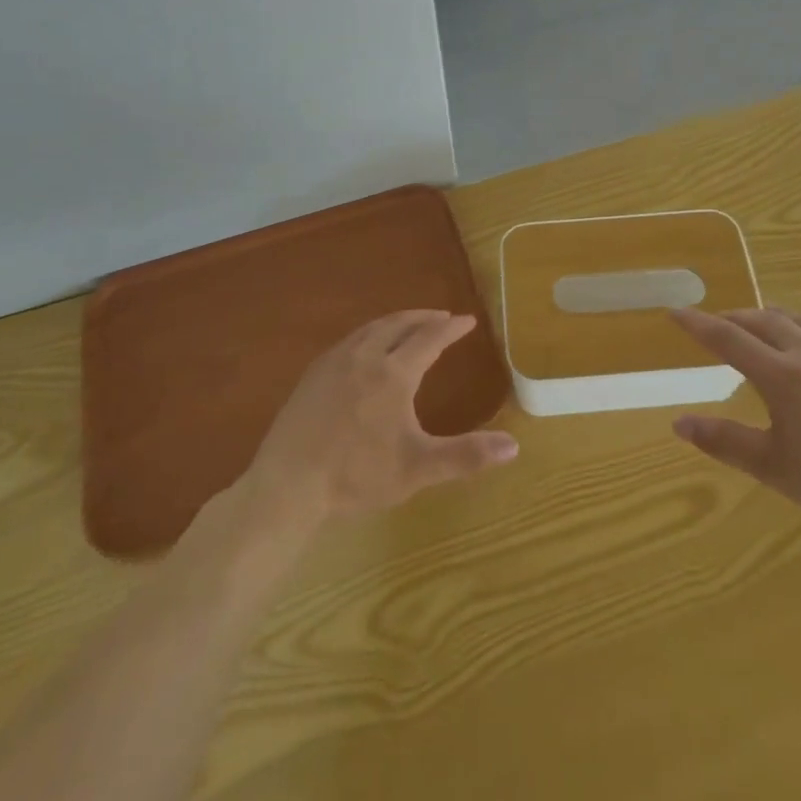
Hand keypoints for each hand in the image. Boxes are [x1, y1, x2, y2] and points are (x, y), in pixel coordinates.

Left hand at [244, 310, 518, 523]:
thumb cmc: (356, 476)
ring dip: (396, 321)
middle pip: (400, 324)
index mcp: (394, 374)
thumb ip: (465, 456)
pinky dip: (370, 333)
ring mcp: (335, 362)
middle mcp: (366, 357)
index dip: (451, 328)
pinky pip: (350, 340)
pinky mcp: (313, 373)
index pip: (430, 338)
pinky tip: (367, 348)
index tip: (468, 320)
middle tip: (442, 316)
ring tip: (409, 324)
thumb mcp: (417, 469)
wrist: (288, 484)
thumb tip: (513, 446)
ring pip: (372, 328)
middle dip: (424, 317)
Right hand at [670, 308, 800, 558]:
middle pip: (763, 320)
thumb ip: (723, 440)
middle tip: (718, 325)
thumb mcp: (771, 466)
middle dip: (735, 319)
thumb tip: (679, 423)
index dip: (697, 324)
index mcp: (781, 375)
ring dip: (776, 319)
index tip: (675, 312)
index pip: (727, 339)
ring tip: (765, 326)